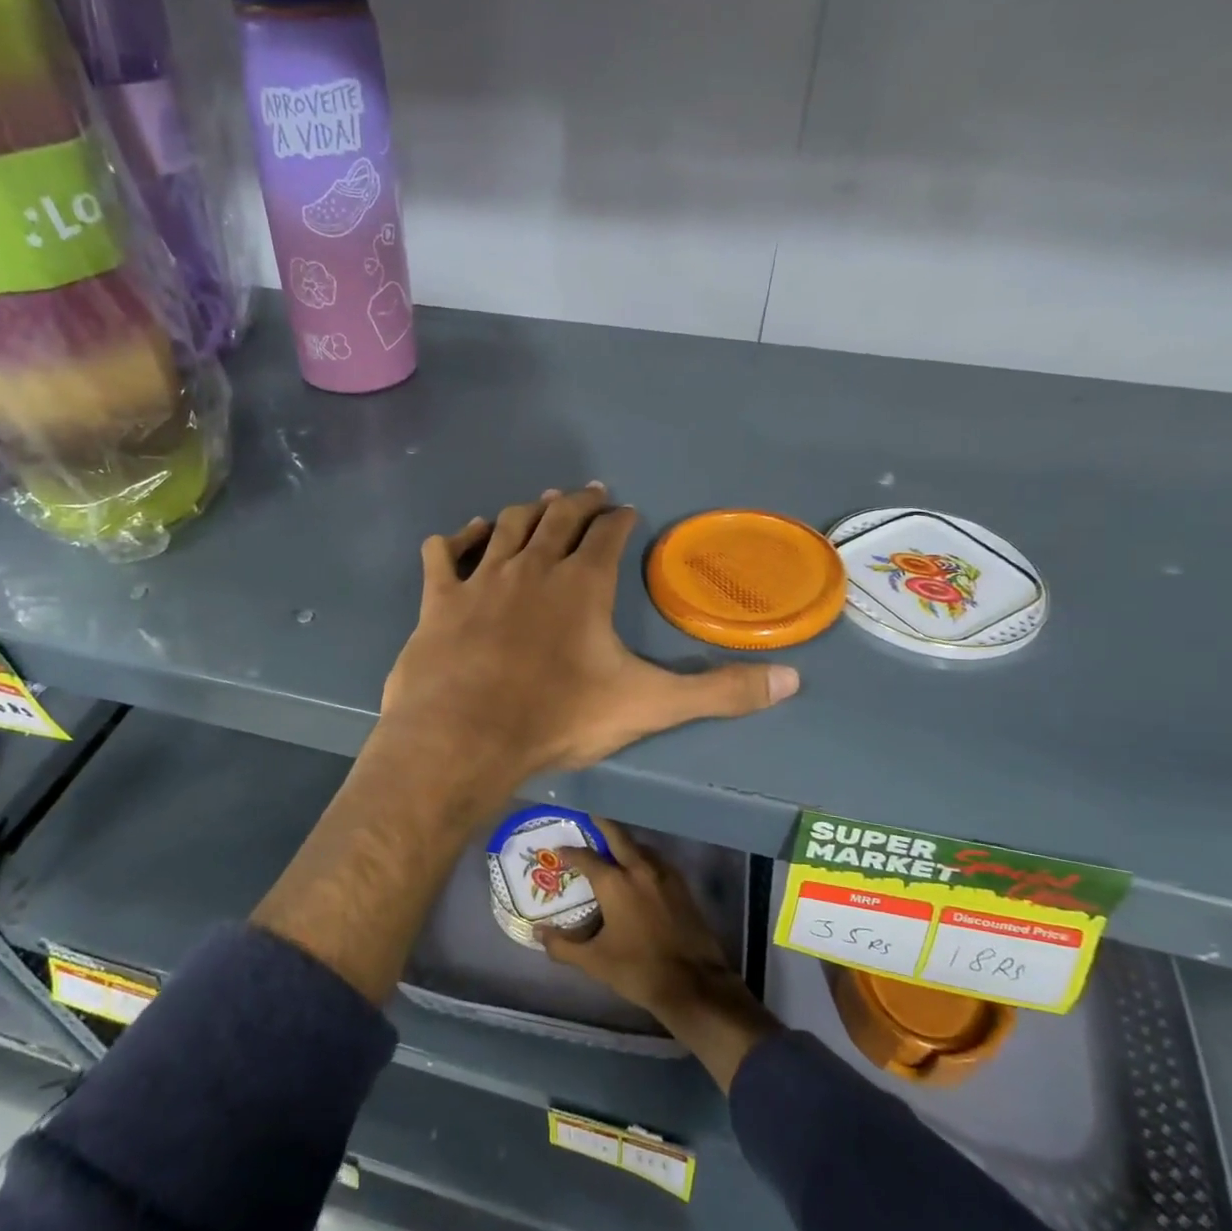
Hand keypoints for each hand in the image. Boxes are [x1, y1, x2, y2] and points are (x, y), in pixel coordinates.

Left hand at [378, 485, 798, 804]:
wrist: (464, 738)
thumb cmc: (557, 718)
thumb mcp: (647, 706)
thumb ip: (718, 692)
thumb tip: (791, 680)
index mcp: (582, 584)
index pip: (607, 535)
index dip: (620, 519)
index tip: (626, 511)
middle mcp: (533, 567)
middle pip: (558, 518)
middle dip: (577, 502)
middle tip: (588, 492)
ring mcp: (482, 579)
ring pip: (506, 527)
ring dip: (526, 512)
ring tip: (538, 505)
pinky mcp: (439, 599)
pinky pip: (445, 554)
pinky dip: (457, 539)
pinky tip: (464, 534)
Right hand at [540, 819, 781, 1091]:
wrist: (693, 984)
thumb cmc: (638, 970)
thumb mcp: (594, 961)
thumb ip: (562, 946)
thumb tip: (538, 933)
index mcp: (615, 883)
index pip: (586, 857)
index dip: (570, 852)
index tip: (558, 849)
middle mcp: (639, 868)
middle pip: (617, 835)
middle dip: (600, 825)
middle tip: (587, 821)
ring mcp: (664, 874)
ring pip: (639, 845)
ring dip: (624, 842)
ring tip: (611, 847)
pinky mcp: (681, 885)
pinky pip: (656, 860)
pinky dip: (643, 857)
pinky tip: (639, 870)